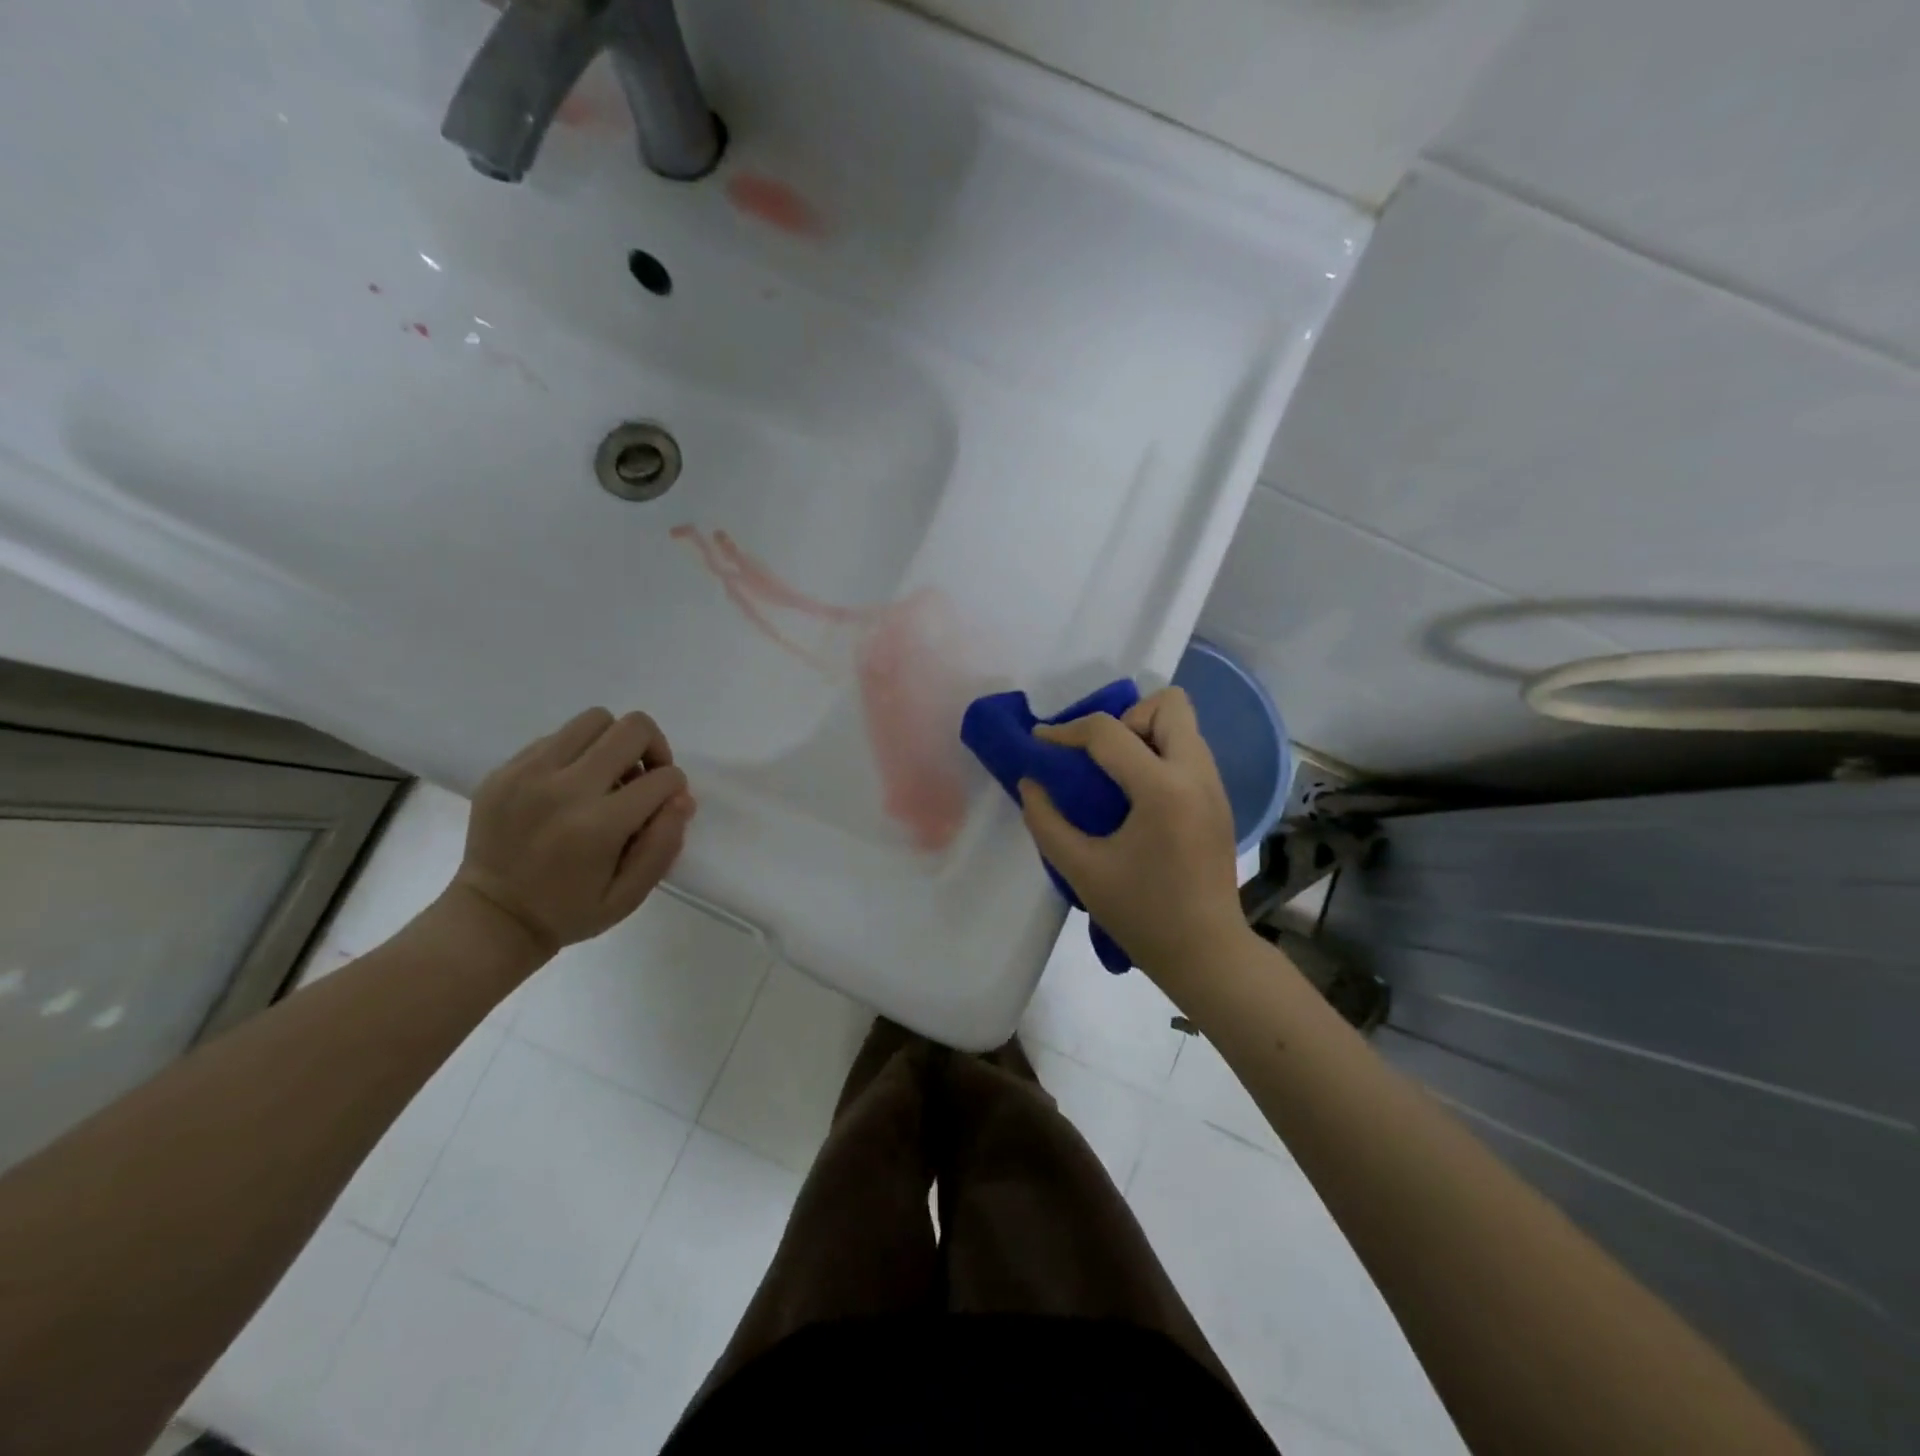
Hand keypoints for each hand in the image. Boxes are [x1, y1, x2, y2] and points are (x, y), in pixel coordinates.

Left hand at [448, 708, 695, 962]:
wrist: (490, 918)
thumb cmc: (570, 911)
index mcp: (598, 826)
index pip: (663, 778)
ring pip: (594, 719)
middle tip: (643, 778)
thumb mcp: (630, 895)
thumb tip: (681, 797)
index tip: (663, 806)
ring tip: (607, 776)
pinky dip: (576, 753)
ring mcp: (528, 773)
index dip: (675, 788)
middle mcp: (564, 789)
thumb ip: (664, 844)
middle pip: (632, 728)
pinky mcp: (505, 769)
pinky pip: (557, 737)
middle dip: (652, 749)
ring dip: (614, 743)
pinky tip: (569, 787)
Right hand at [1019, 687, 1248, 985]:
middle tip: (1099, 758)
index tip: (1040, 743)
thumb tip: (1031, 783)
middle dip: (1125, 718)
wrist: (1207, 954)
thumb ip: (1046, 821)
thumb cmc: (1142, 915)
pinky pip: (1188, 751)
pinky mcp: (1220, 801)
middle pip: (1168, 704)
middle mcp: (1196, 774)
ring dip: (1144, 735)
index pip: (1109, 732)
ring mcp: (1215, 786)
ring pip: (1182, 725)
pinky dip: (1159, 755)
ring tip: (1114, 776)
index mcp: (1163, 789)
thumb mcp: (1081, 870)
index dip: (1066, 732)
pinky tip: (1137, 797)